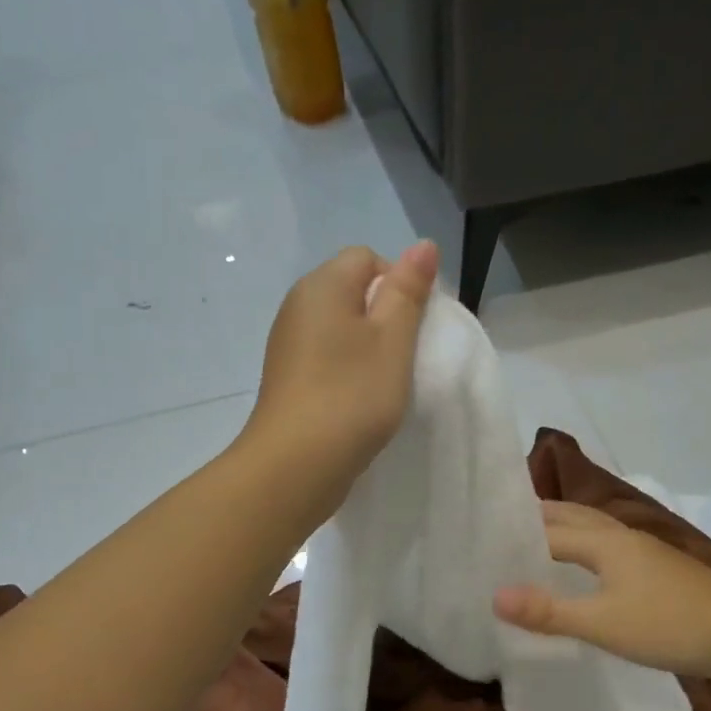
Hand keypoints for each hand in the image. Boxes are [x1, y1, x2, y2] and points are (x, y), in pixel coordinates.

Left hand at [241, 241, 437, 514]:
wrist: (295, 466)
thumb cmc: (351, 396)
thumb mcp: (392, 340)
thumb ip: (408, 291)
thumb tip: (422, 245)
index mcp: (321, 285)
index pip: (367, 259)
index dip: (399, 284)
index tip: (414, 328)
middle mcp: (298, 307)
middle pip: (352, 293)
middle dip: (385, 319)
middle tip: (404, 358)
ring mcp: (288, 346)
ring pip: (341, 330)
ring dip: (368, 350)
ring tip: (384, 384)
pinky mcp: (288, 381)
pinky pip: (327, 360)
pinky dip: (348, 373)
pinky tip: (359, 402)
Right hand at [493, 501, 710, 677]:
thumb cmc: (668, 625)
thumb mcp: (602, 623)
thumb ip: (548, 611)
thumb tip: (494, 596)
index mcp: (605, 541)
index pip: (549, 529)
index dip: (516, 534)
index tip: (484, 539)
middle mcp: (623, 536)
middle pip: (573, 515)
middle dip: (539, 516)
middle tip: (503, 527)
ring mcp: (646, 551)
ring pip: (595, 528)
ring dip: (565, 528)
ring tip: (538, 540)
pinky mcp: (661, 569)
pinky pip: (610, 546)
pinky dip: (585, 546)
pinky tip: (587, 568)